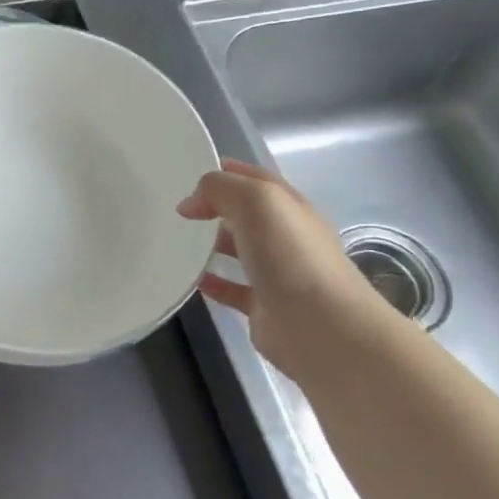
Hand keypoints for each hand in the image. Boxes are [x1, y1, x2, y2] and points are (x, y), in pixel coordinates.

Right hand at [177, 159, 389, 368]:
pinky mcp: (264, 306)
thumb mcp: (256, 201)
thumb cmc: (290, 255)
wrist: (320, 326)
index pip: (257, 179)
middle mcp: (286, 237)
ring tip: (177, 241)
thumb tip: (192, 203)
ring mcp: (277, 273)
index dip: (227, 172)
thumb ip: (221, 189)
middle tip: (178, 208)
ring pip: (239, 251)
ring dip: (211, 244)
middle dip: (216, 207)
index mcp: (290, 207)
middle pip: (247, 214)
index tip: (189, 172)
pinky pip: (231, 288)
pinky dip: (212, 282)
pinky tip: (191, 279)